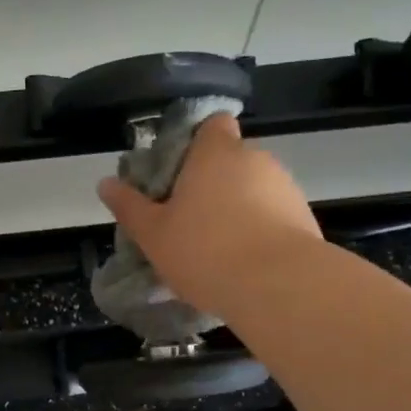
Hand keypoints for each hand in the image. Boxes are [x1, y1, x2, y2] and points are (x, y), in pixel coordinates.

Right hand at [97, 117, 321, 317]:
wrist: (278, 286)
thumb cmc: (205, 251)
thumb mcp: (153, 234)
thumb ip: (130, 206)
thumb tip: (105, 183)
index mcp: (216, 153)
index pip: (213, 124)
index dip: (197, 141)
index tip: (179, 171)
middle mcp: (255, 159)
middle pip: (231, 160)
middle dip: (213, 183)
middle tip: (188, 219)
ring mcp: (285, 187)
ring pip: (254, 189)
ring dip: (237, 208)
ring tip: (217, 248)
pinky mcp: (304, 218)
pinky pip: (273, 216)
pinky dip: (259, 230)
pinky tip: (244, 263)